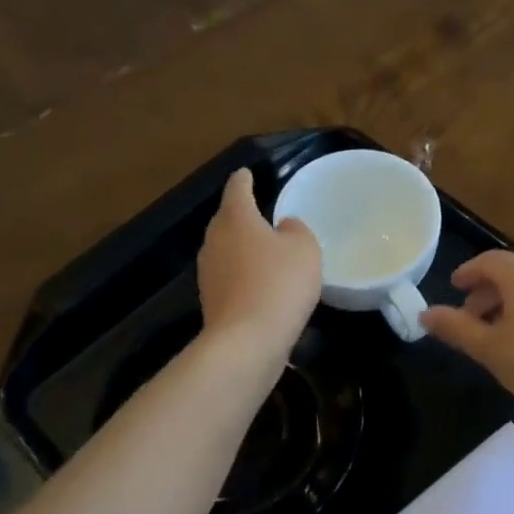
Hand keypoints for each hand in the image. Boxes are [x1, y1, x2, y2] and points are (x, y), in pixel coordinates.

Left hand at [198, 169, 320, 359]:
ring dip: (242, 248)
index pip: (237, 188)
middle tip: (263, 214)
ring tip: (265, 251)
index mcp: (236, 217)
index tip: (248, 173)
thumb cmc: (279, 284)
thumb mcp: (305, 249)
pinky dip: (243, 275)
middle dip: (242, 215)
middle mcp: (214, 239)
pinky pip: (229, 277)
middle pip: (227, 219)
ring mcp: (208, 271)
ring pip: (226, 249)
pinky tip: (261, 285)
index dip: (245, 179)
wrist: (247, 341)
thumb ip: (296, 230)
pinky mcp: (211, 300)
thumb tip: (283, 228)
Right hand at [420, 251, 513, 421]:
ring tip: (497, 334)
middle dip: (487, 292)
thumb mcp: (488, 348)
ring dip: (509, 304)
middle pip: (512, 274)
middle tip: (470, 317)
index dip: (469, 271)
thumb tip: (425, 314)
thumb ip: (455, 328)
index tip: (454, 286)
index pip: (489, 261)